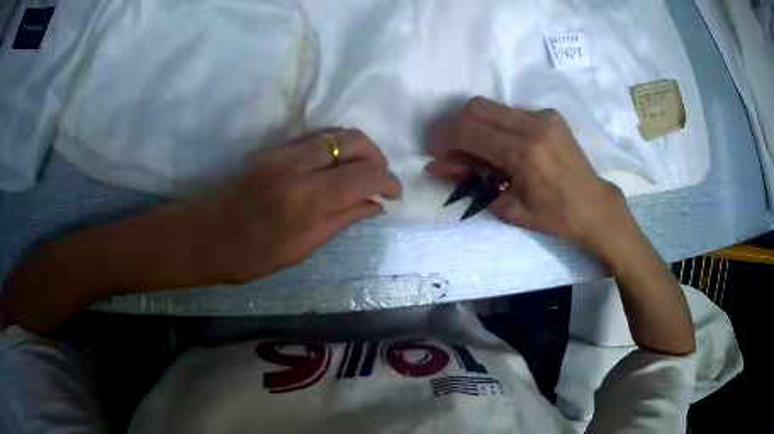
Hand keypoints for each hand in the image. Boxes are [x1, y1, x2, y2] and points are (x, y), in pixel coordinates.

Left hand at [0, 128, 399, 331]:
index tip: (394, 194)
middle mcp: (295, 166)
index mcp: (303, 200)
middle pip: (352, 141)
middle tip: (381, 180)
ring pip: (334, 133)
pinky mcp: (270, 149)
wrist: (198, 236)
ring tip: (362, 173)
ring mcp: (280, 152)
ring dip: (357, 149)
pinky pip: (315, 137)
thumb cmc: (245, 257)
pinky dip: (336, 146)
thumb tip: (374, 205)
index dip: (387, 181)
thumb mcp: (297, 251)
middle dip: (376, 156)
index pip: (363, 175)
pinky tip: (336, 167)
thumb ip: (340, 221)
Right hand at [426, 97, 630, 254]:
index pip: (469, 131)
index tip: (432, 151)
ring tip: (475, 151)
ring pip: (492, 107)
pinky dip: (497, 126)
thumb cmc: (555, 217)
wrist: (595, 207)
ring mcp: (543, 116)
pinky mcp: (550, 115)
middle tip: (451, 150)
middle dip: (455, 126)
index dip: (443, 138)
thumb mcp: (509, 207)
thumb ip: (472, 182)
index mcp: (523, 152)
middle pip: (476, 108)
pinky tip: (502, 147)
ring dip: (476, 125)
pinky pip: (511, 113)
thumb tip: (438, 168)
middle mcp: (532, 124)